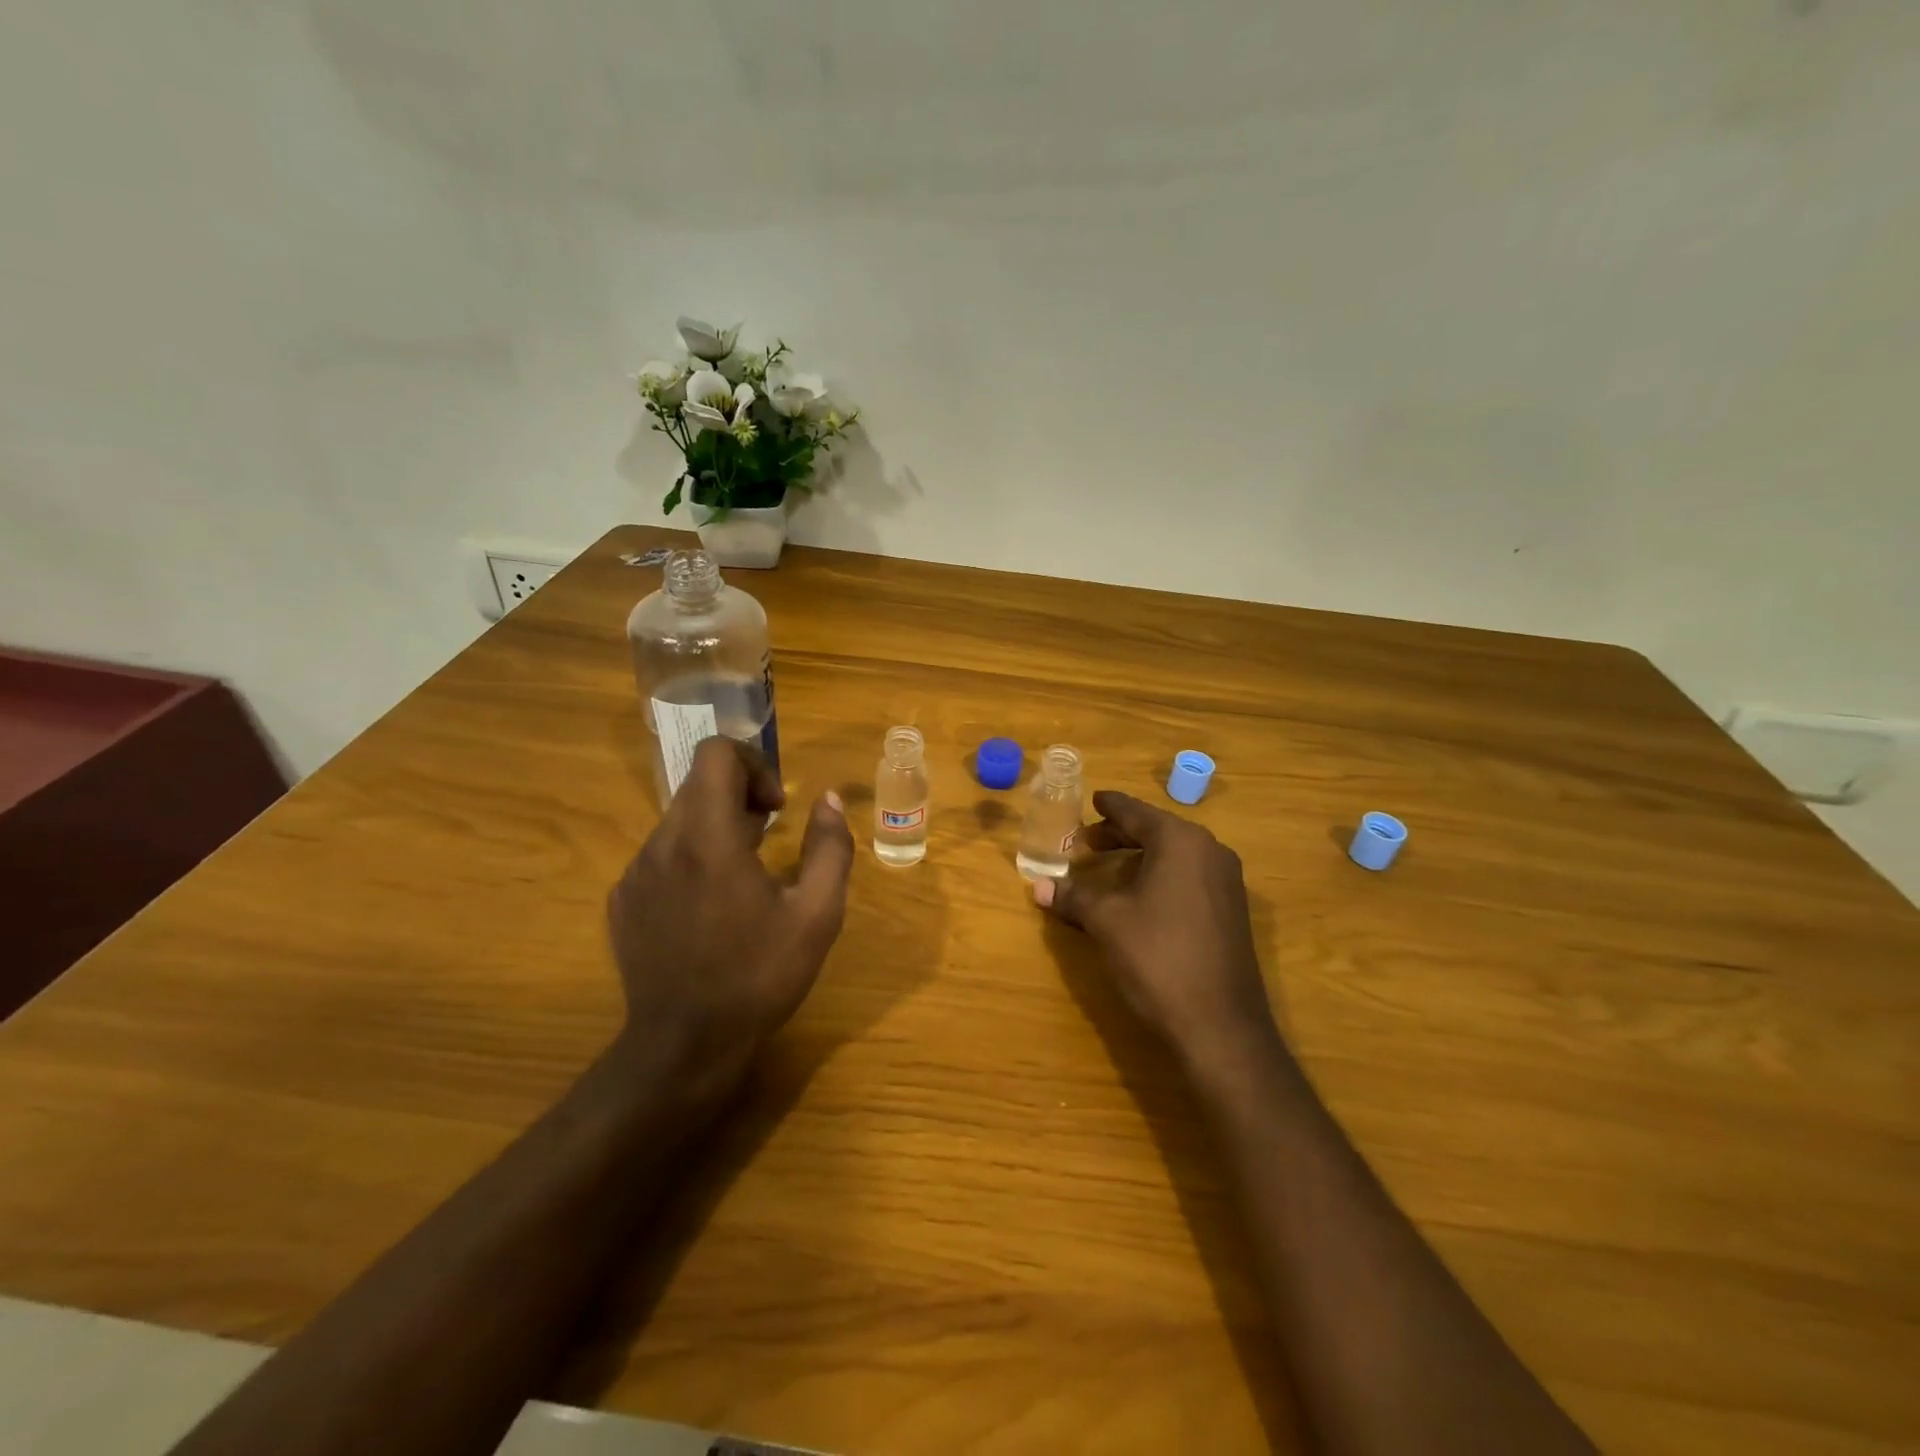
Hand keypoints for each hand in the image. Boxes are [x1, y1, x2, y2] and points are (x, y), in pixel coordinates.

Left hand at [607, 737, 852, 1089]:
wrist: (685, 1046)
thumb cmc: (759, 976)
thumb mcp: (817, 914)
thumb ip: (830, 847)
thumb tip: (826, 800)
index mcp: (709, 837)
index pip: (716, 753)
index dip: (754, 765)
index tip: (776, 809)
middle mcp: (662, 843)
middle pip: (698, 784)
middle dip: (740, 797)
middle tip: (769, 840)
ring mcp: (634, 873)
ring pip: (678, 820)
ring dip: (716, 829)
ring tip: (743, 879)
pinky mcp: (621, 901)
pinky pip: (659, 855)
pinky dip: (690, 859)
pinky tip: (709, 908)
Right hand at [1033, 791, 1277, 1066]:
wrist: (1221, 1025)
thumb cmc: (1158, 957)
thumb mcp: (1107, 921)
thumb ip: (1073, 896)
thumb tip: (1038, 886)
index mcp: (1181, 841)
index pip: (1136, 812)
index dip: (1110, 806)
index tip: (1092, 798)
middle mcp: (1209, 851)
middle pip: (1157, 831)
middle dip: (1119, 835)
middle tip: (1086, 842)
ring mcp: (1226, 882)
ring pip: (1174, 855)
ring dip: (1139, 857)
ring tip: (1106, 868)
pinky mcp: (1231, 911)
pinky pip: (1189, 877)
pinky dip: (1159, 876)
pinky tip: (1138, 897)